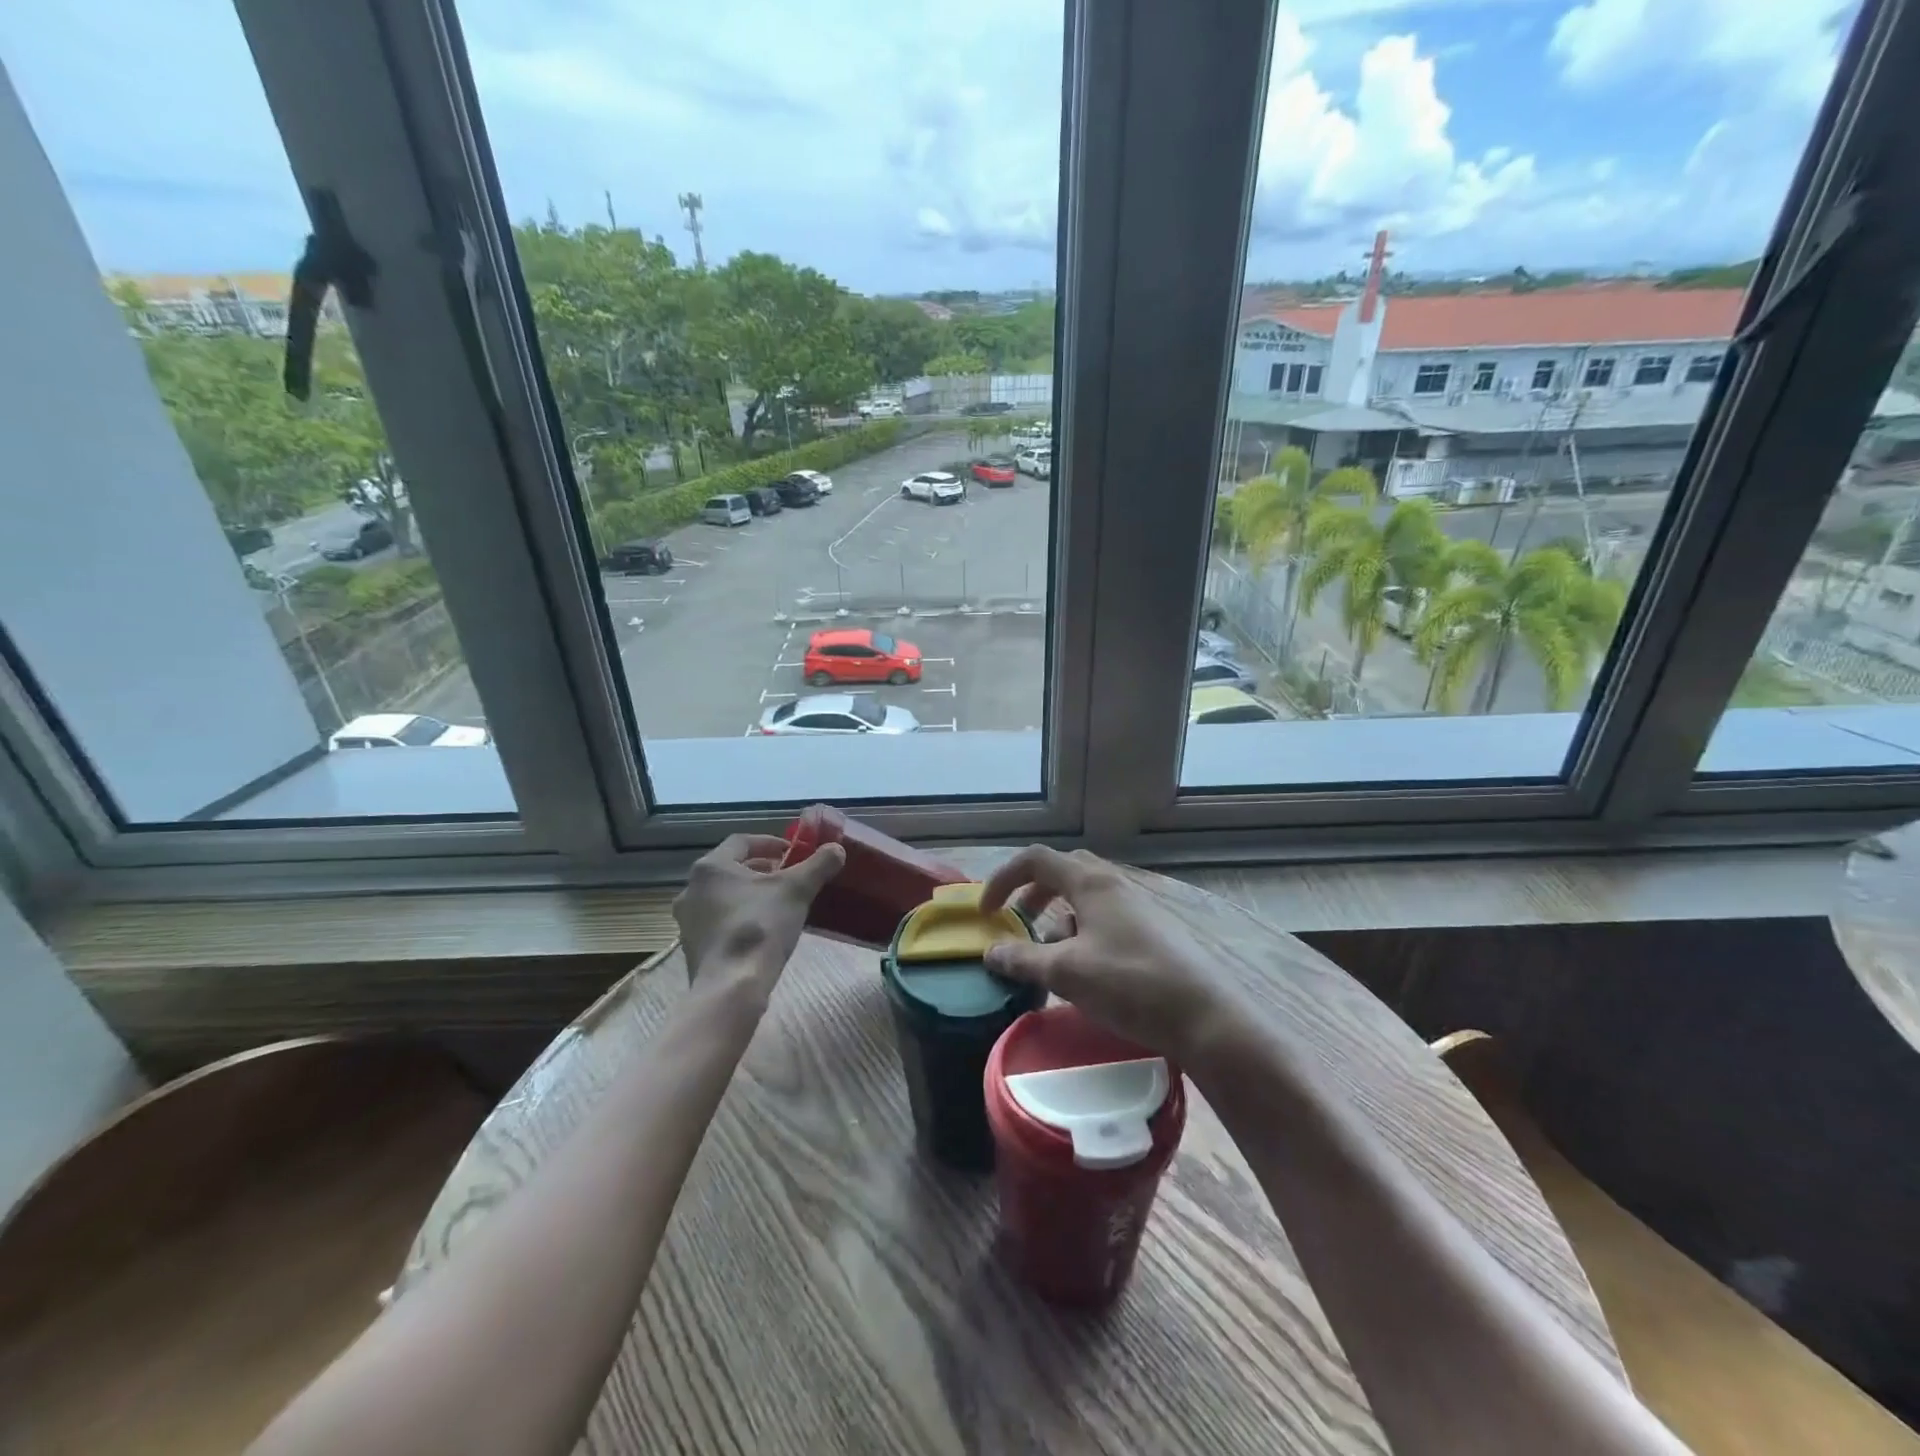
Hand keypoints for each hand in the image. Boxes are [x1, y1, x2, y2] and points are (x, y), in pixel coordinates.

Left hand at [673, 834, 845, 997]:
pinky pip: (719, 923)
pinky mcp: (692, 948)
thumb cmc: (761, 925)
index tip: (794, 852)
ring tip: (778, 904)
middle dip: (762, 870)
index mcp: (710, 867)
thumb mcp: (797, 889)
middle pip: (731, 869)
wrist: (731, 986)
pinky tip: (762, 932)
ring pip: (723, 897)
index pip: (741, 842)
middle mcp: (691, 889)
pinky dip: (740, 919)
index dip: (771, 843)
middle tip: (789, 877)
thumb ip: (818, 865)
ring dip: (750, 895)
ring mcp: (687, 921)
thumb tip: (837, 849)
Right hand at [979, 846, 1245, 1062]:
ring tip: (1049, 956)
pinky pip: (1105, 919)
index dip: (1003, 879)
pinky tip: (1084, 971)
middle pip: (1063, 872)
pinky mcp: (1152, 932)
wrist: (1204, 1016)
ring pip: (1085, 898)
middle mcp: (1114, 884)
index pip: (1036, 860)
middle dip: (1032, 893)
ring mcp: (1137, 907)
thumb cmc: (1130, 984)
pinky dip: (1082, 934)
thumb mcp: (1067, 973)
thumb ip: (1023, 959)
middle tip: (1015, 921)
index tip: (985, 913)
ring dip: (1058, 918)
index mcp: (1091, 882)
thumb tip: (990, 952)